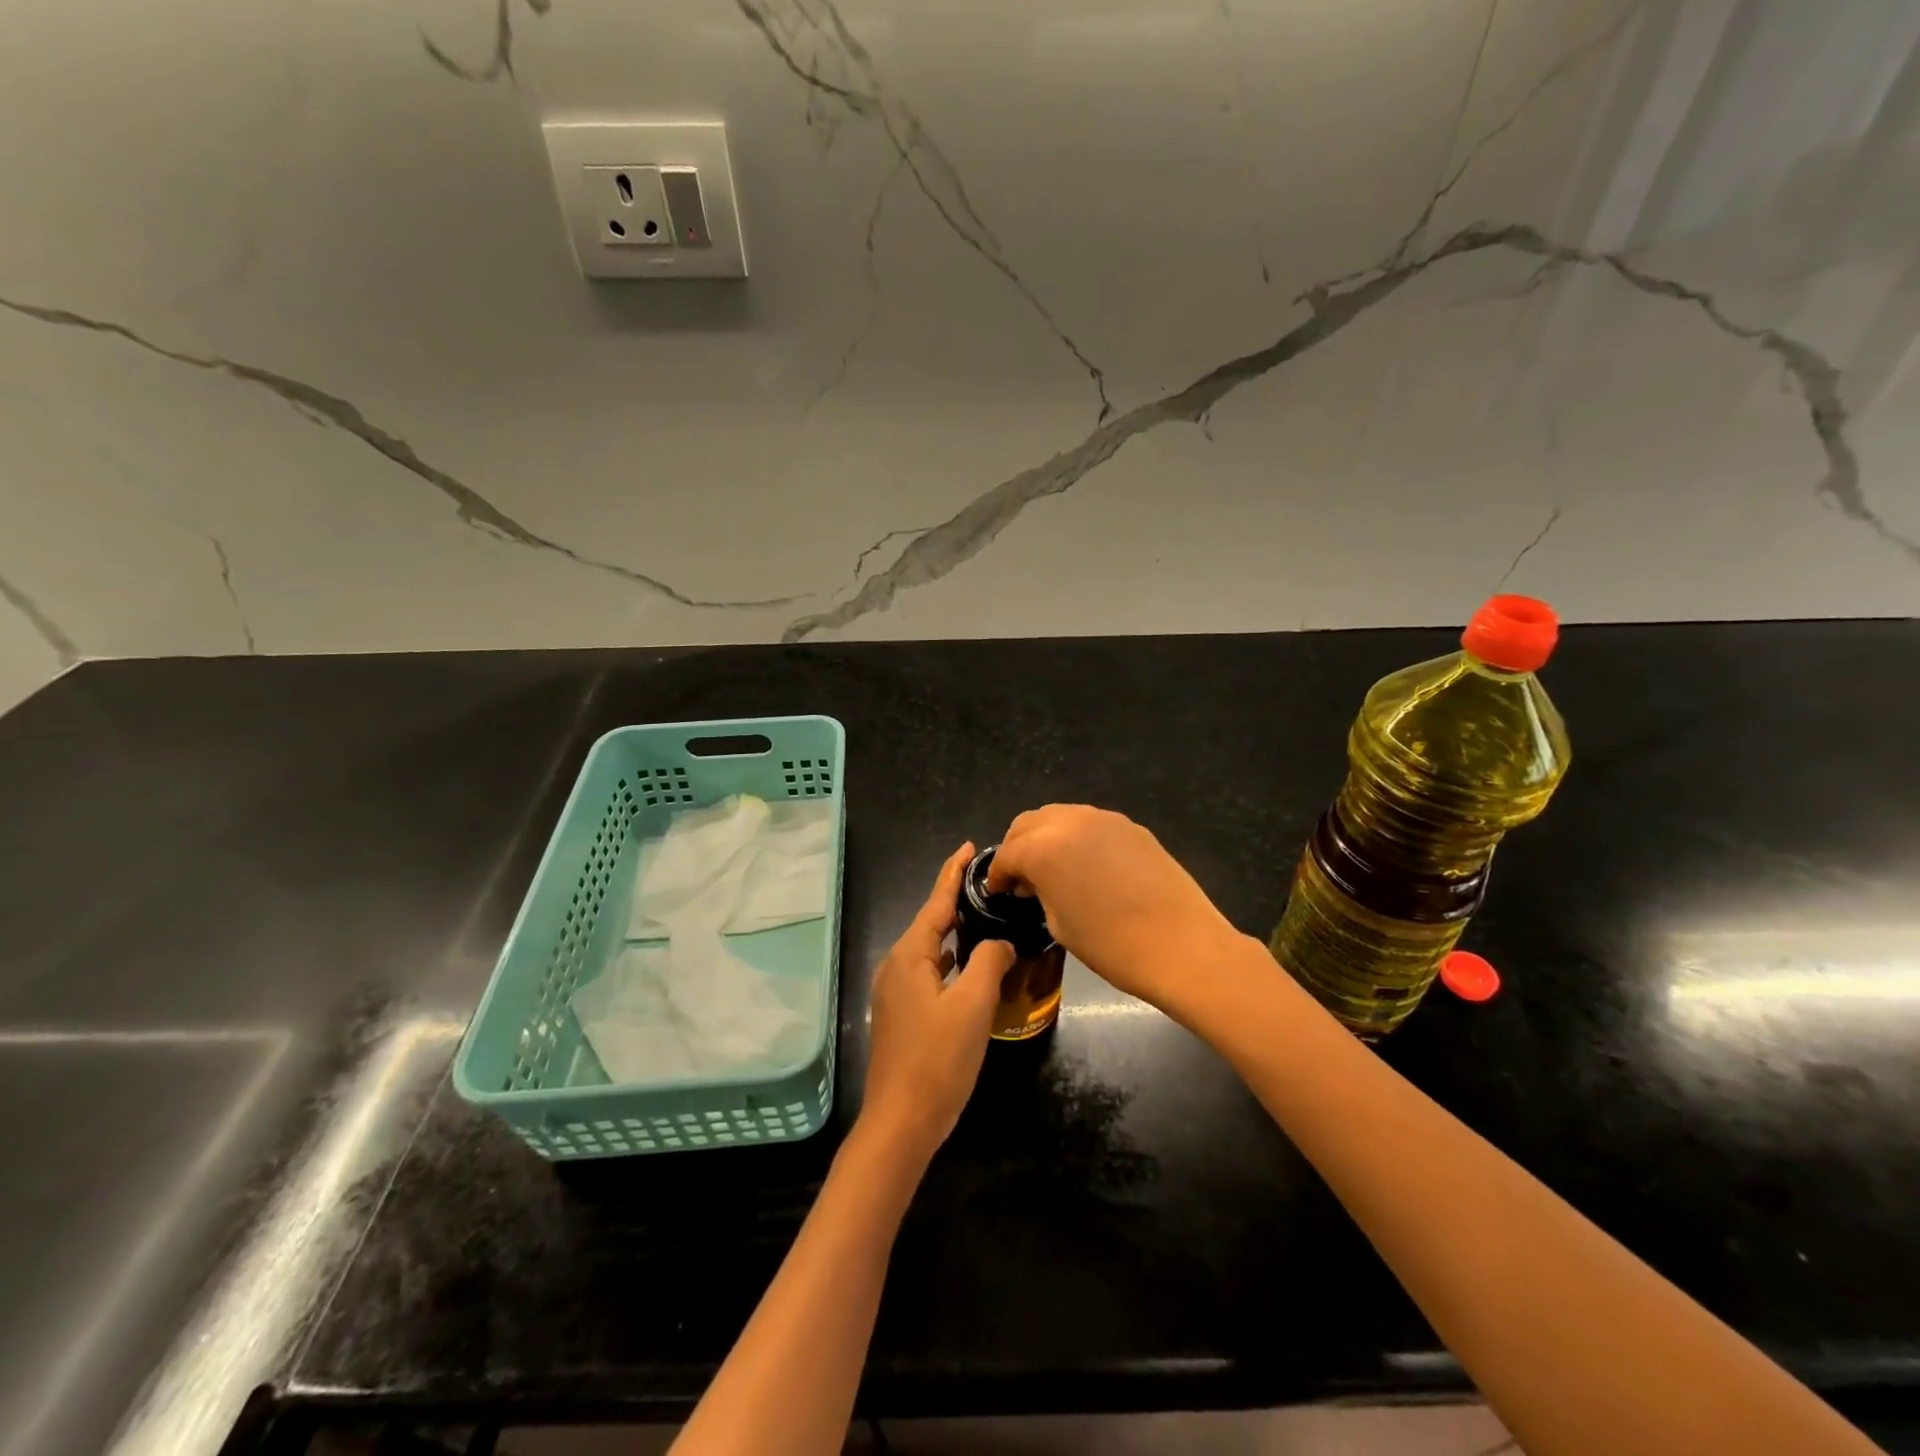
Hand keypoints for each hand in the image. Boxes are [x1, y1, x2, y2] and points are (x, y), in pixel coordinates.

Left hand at [858, 843, 1016, 1166]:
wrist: (901, 1121)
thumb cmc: (937, 1059)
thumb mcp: (973, 1005)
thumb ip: (989, 962)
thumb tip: (1001, 942)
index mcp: (910, 955)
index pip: (935, 901)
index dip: (953, 872)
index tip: (968, 846)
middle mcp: (898, 965)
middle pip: (931, 922)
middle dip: (957, 899)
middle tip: (991, 882)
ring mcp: (897, 991)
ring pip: (932, 948)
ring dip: (957, 931)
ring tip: (987, 915)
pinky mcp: (903, 1013)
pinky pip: (931, 971)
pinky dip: (953, 960)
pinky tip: (972, 963)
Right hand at [988, 805, 1240, 1010]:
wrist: (1183, 945)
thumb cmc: (1112, 945)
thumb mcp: (1059, 924)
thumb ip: (1039, 892)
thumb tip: (1035, 883)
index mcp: (1043, 847)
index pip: (1008, 853)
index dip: (998, 875)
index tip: (999, 892)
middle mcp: (1069, 821)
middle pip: (1029, 823)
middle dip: (1018, 847)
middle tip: (1021, 877)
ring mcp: (1104, 819)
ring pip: (1060, 816)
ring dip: (1047, 837)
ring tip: (1053, 869)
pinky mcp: (1131, 826)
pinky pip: (1091, 824)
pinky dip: (1077, 838)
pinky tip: (1087, 867)